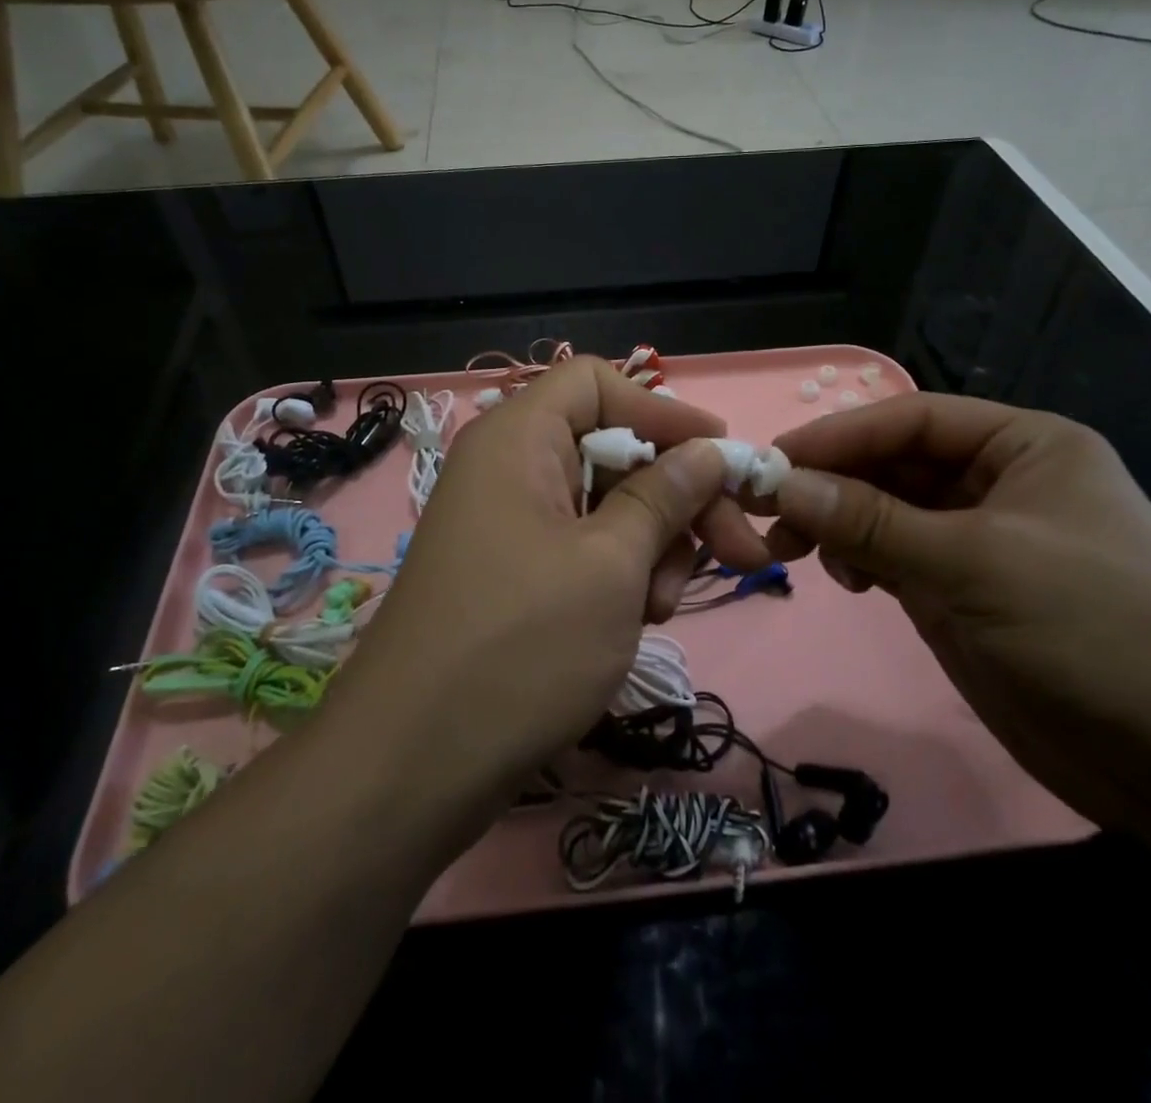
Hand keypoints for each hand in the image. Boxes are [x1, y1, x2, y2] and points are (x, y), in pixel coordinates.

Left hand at [331, 357, 772, 798]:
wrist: (412, 768)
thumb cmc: (521, 646)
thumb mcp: (611, 564)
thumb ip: (665, 496)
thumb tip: (710, 450)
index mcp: (519, 440)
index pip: (597, 383)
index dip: (664, 411)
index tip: (724, 456)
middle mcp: (509, 470)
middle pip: (612, 449)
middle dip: (677, 496)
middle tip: (738, 550)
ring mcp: (509, 526)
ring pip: (606, 507)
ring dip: (653, 546)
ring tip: (660, 606)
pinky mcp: (513, 577)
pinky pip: (583, 550)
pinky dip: (620, 576)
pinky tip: (636, 621)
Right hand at [757, 393, 1150, 828]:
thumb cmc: (1092, 630)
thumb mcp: (973, 563)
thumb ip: (870, 521)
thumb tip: (780, 483)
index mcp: (1024, 446)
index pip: (912, 419)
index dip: (839, 435)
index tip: (772, 459)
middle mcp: (999, 482)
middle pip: (893, 464)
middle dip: (832, 484)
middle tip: (769, 511)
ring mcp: (979, 540)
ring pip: (886, 512)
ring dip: (839, 524)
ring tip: (795, 550)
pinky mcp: (962, 591)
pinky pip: (893, 556)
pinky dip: (861, 561)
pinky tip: (849, 581)